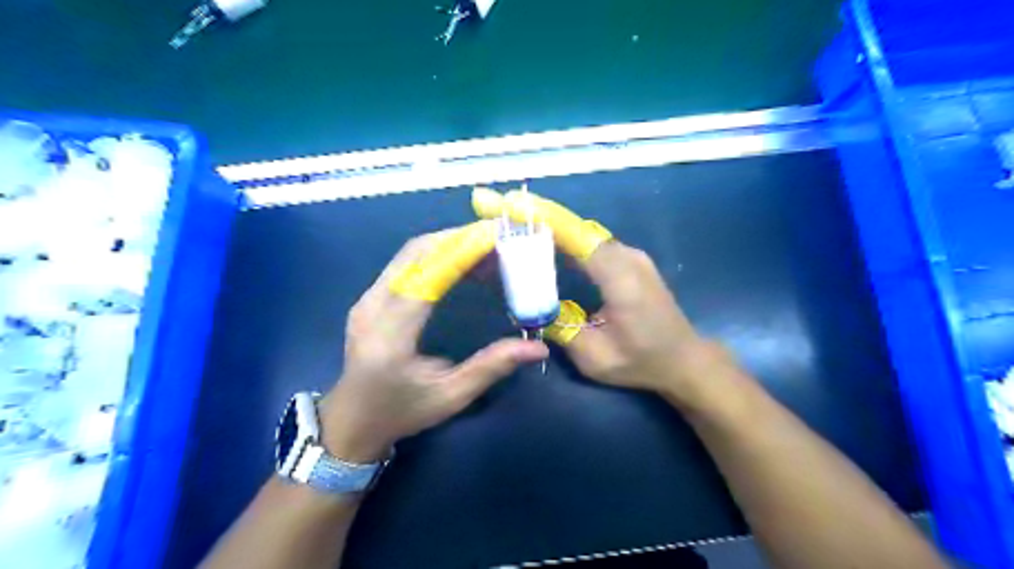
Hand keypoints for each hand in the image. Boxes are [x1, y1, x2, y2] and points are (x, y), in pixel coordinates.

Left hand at [323, 222, 547, 462]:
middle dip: (459, 238)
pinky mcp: (370, 296)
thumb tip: (538, 350)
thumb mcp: (451, 396)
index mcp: (390, 336)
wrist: (352, 419)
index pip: (427, 279)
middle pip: (416, 254)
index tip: (497, 237)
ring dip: (449, 242)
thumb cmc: (402, 412)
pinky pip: (405, 263)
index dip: (462, 253)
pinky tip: (461, 260)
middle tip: (498, 237)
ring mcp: (367, 298)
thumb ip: (491, 368)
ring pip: (410, 253)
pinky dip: (436, 253)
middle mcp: (372, 307)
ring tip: (486, 247)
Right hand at [471, 187, 741, 412]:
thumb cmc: (642, 361)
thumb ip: (560, 329)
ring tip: (514, 223)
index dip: (542, 217)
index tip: (509, 202)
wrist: (685, 359)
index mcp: (620, 277)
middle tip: (500, 210)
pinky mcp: (629, 260)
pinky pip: (591, 242)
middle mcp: (626, 256)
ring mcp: (631, 255)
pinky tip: (544, 242)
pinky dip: (565, 238)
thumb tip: (530, 307)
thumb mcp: (595, 357)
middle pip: (576, 228)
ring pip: (583, 232)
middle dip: (537, 217)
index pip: (575, 237)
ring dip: (550, 226)